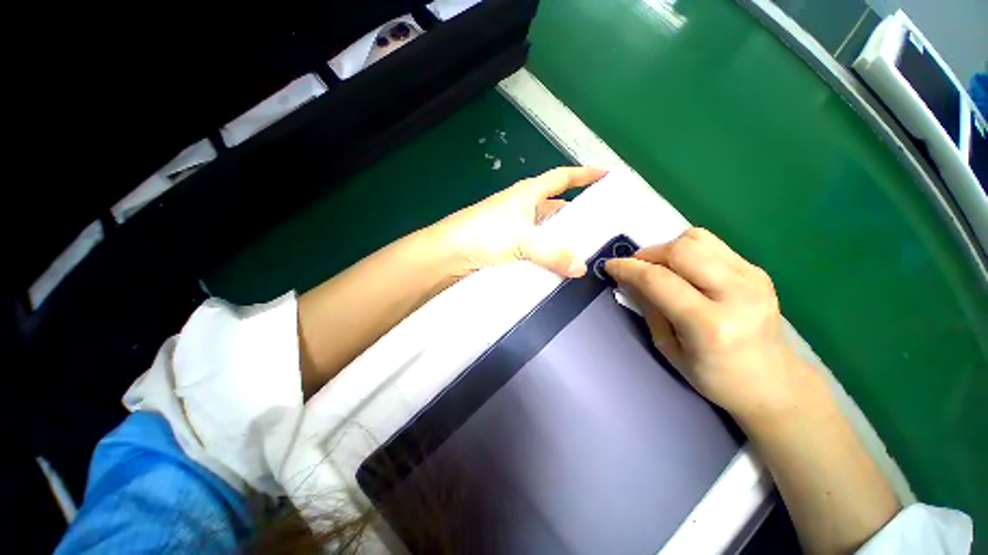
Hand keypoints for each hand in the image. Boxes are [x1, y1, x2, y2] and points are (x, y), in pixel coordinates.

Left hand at [431, 167, 606, 277]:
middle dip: (574, 213)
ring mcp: (512, 228)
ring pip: (543, 230)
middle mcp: (521, 208)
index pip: (561, 177)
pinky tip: (554, 265)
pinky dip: (544, 254)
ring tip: (581, 250)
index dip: (583, 174)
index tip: (604, 175)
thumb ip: (553, 254)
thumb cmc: (484, 234)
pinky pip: (533, 248)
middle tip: (597, 226)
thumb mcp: (523, 240)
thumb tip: (581, 268)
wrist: (448, 253)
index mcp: (527, 194)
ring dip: (559, 238)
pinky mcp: (505, 247)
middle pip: (554, 206)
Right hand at [605, 227, 812, 418]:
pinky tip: (684, 270)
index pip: (658, 280)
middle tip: (636, 268)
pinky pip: (711, 243)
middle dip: (648, 254)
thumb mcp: (668, 348)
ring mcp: (752, 278)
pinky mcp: (757, 270)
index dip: (628, 268)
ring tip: (660, 268)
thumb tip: (628, 280)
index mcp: (709, 325)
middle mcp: (736, 294)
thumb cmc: (714, 376)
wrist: (773, 382)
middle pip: (680, 249)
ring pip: (696, 238)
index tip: (610, 266)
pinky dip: (686, 250)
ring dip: (667, 248)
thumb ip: (648, 308)